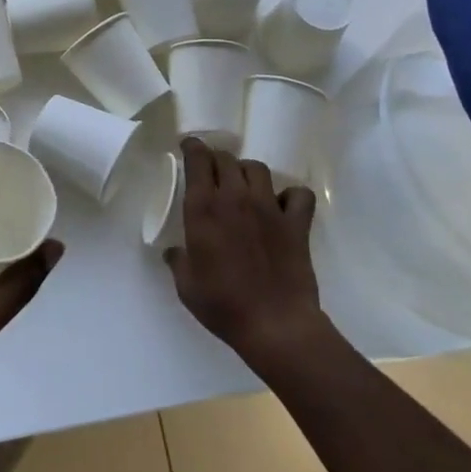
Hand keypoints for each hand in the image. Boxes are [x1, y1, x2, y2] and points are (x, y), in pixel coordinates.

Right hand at [165, 138, 327, 372]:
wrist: (274, 325)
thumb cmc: (223, 305)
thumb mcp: (187, 286)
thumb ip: (178, 261)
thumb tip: (173, 252)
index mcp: (203, 209)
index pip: (198, 160)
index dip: (193, 147)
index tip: (189, 146)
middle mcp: (235, 198)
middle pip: (226, 159)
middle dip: (216, 160)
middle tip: (212, 172)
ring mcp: (269, 208)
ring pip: (257, 169)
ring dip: (246, 172)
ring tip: (243, 186)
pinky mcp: (296, 223)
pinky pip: (298, 195)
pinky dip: (290, 195)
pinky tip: (282, 205)